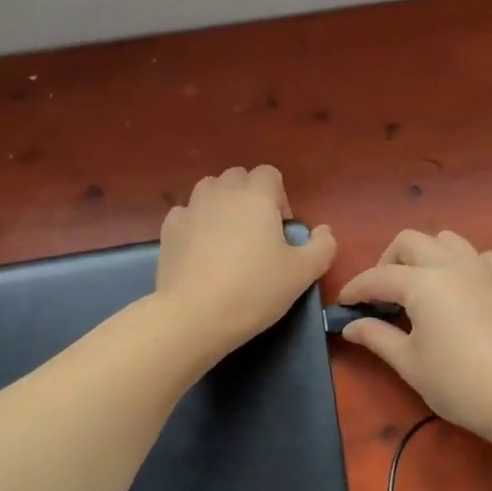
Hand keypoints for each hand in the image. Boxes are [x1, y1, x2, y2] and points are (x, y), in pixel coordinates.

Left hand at [156, 166, 335, 362]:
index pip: (269, 174)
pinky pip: (186, 214)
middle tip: (256, 234)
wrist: (195, 315)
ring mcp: (190, 208)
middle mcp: (221, 193)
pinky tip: (200, 252)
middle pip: (237, 177)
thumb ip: (322, 246)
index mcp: (256, 196)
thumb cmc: (255, 290)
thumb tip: (323, 231)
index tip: (281, 231)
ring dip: (221, 205)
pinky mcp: (168, 229)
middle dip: (249, 196)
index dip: (279, 197)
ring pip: (209, 190)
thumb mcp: (303, 273)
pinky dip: (195, 224)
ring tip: (227, 239)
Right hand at [337, 229, 491, 445]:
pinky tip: (463, 290)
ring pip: (447, 241)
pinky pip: (481, 257)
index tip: (343, 305)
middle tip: (382, 295)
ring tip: (421, 286)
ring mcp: (485, 269)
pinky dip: (464, 265)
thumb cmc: (461, 384)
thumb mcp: (410, 364)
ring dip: (426, 256)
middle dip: (388, 261)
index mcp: (422, 283)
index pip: (377, 277)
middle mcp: (452, 264)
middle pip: (410, 242)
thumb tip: (351, 326)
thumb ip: (377, 338)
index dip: (355, 289)